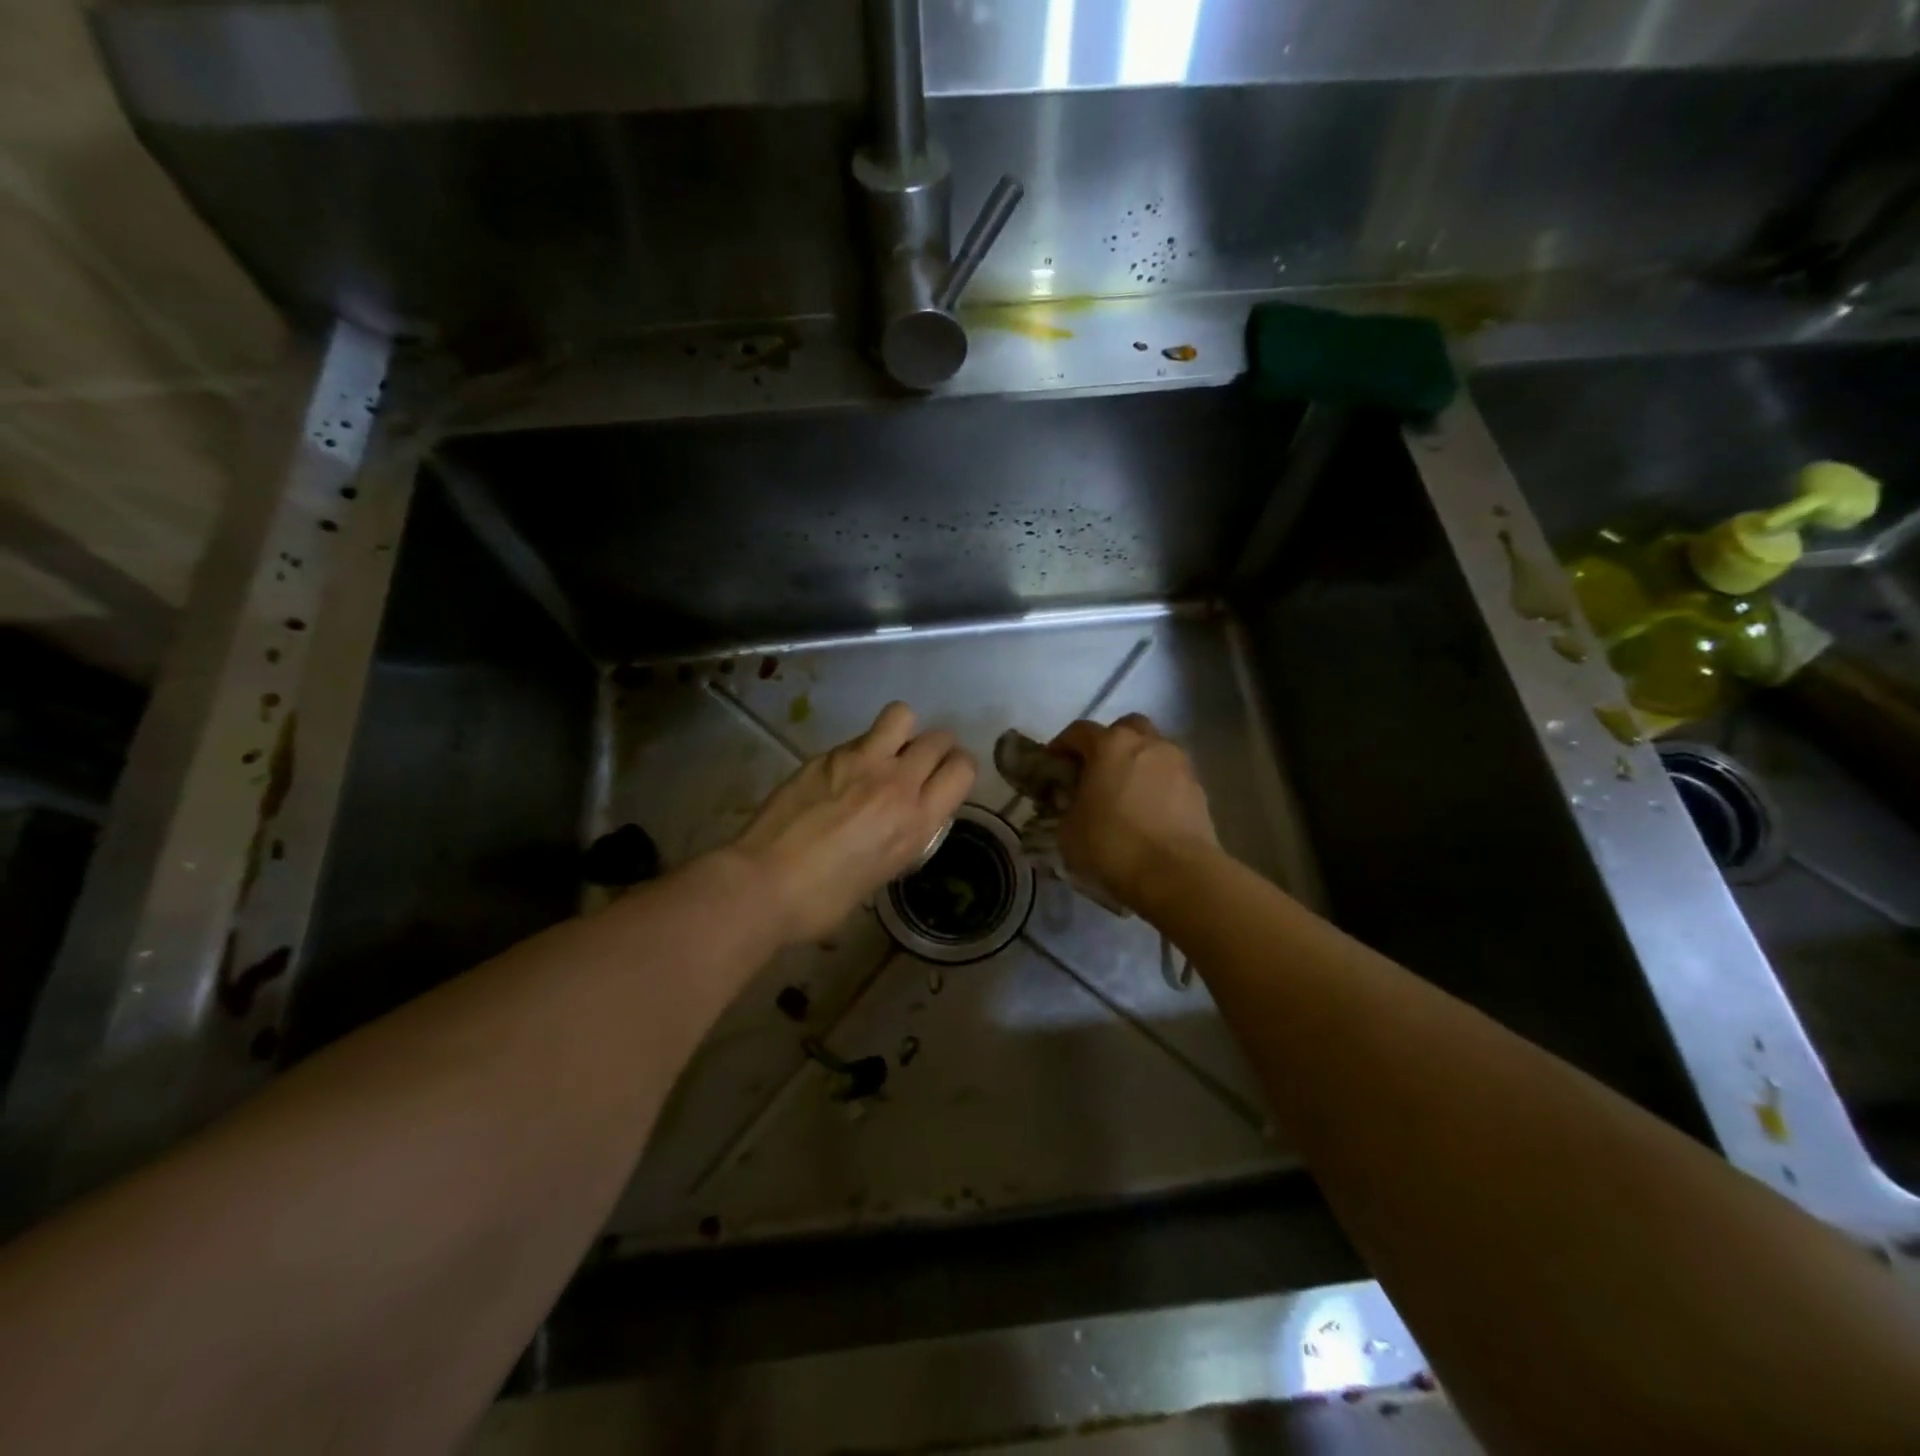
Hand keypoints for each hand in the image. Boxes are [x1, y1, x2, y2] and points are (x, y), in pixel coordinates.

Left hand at [729, 702, 975, 944]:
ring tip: (887, 751)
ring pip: (902, 716)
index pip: (963, 769)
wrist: (765, 882)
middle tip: (918, 763)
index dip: (959, 769)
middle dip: (937, 747)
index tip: (946, 778)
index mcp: (918, 820)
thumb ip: (905, 834)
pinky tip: (841, 774)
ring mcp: (860, 762)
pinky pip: (858, 738)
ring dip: (903, 730)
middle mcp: (897, 782)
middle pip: (938, 739)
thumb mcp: (884, 871)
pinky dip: (861, 749)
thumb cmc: (825, 899)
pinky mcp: (827, 755)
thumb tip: (904, 817)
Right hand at [1049, 714, 1219, 911]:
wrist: (1176, 874)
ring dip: (1137, 761)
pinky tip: (1148, 809)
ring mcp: (1178, 763)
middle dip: (1108, 742)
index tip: (1053, 763)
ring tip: (1125, 791)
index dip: (1062, 745)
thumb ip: (1066, 807)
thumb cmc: (1113, 845)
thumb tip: (1072, 804)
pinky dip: (1157, 784)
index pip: (1078, 731)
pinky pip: (1171, 775)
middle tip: (1096, 769)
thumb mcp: (1068, 830)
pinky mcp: (1198, 788)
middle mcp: (1147, 743)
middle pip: (1125, 728)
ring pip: (1153, 748)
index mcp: (1110, 745)